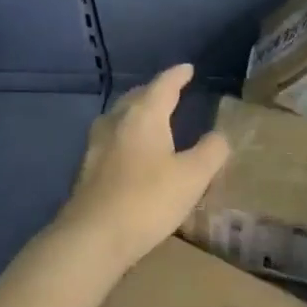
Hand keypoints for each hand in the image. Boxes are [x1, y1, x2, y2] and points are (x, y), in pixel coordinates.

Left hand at [58, 64, 230, 274]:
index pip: (163, 86)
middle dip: (153, 92)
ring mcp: (97, 148)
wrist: (93, 238)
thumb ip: (211, 151)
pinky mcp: (87, 172)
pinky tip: (130, 152)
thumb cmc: (148, 200)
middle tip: (169, 92)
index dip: (177, 76)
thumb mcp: (193, 176)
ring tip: (149, 118)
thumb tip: (219, 136)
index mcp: (144, 117)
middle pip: (136, 99)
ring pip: (118, 119)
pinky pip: (111, 141)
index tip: (188, 68)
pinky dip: (125, 137)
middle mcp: (116, 124)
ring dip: (135, 113)